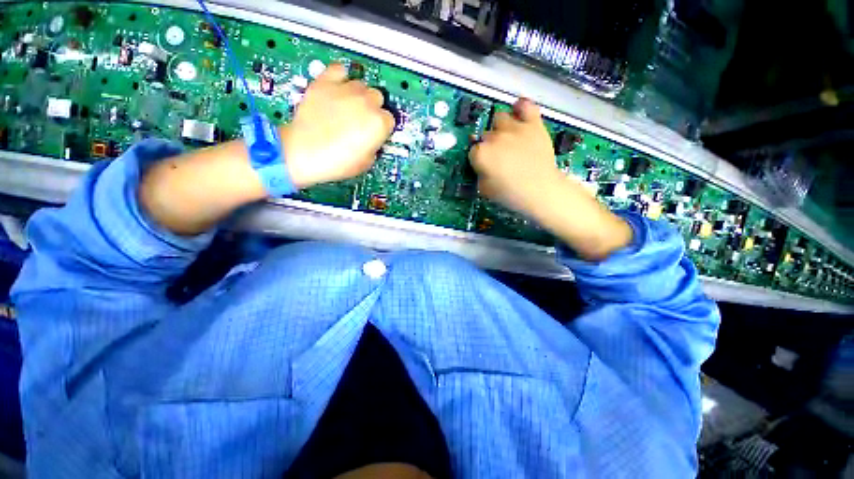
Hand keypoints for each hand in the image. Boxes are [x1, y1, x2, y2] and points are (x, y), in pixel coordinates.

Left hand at [281, 64, 395, 188]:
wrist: (304, 153)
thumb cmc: (337, 162)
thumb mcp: (367, 161)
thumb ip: (375, 145)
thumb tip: (372, 137)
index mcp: (379, 124)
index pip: (389, 119)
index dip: (382, 127)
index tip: (375, 132)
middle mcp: (366, 102)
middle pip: (377, 97)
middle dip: (372, 108)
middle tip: (361, 120)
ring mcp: (346, 90)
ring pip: (361, 84)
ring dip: (358, 94)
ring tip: (348, 106)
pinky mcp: (325, 83)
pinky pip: (339, 69)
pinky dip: (341, 76)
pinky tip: (338, 87)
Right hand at [469, 98, 631, 259]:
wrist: (541, 190)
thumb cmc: (511, 194)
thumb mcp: (485, 190)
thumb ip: (480, 174)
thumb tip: (481, 166)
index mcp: (481, 154)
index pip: (473, 151)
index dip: (478, 159)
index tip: (484, 166)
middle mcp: (494, 137)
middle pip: (485, 135)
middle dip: (489, 145)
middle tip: (498, 157)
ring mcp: (514, 128)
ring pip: (500, 118)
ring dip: (500, 127)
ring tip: (507, 137)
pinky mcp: (533, 124)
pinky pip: (525, 105)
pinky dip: (521, 107)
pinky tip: (518, 111)